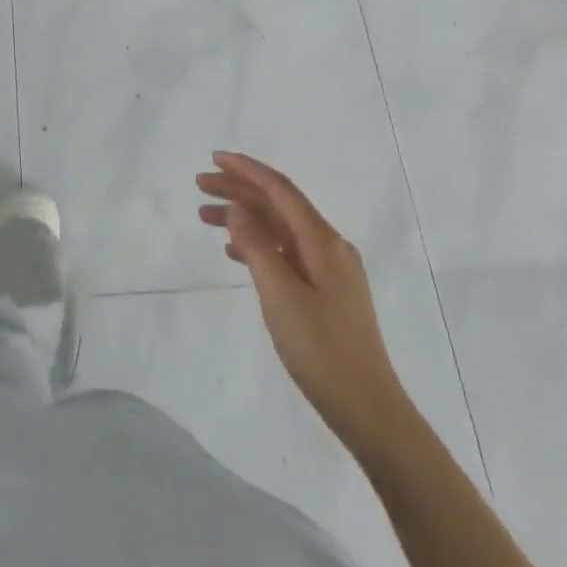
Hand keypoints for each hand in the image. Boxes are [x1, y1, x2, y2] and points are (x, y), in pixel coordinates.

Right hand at [197, 151, 409, 457]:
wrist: (368, 409)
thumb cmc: (321, 350)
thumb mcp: (280, 296)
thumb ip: (256, 247)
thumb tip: (237, 209)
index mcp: (323, 241)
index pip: (280, 190)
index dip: (247, 170)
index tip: (214, 157)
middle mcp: (328, 246)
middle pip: (278, 205)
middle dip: (239, 190)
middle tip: (199, 185)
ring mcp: (328, 270)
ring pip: (278, 229)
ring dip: (243, 217)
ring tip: (204, 217)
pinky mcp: (324, 291)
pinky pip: (285, 252)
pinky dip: (257, 244)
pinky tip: (233, 252)